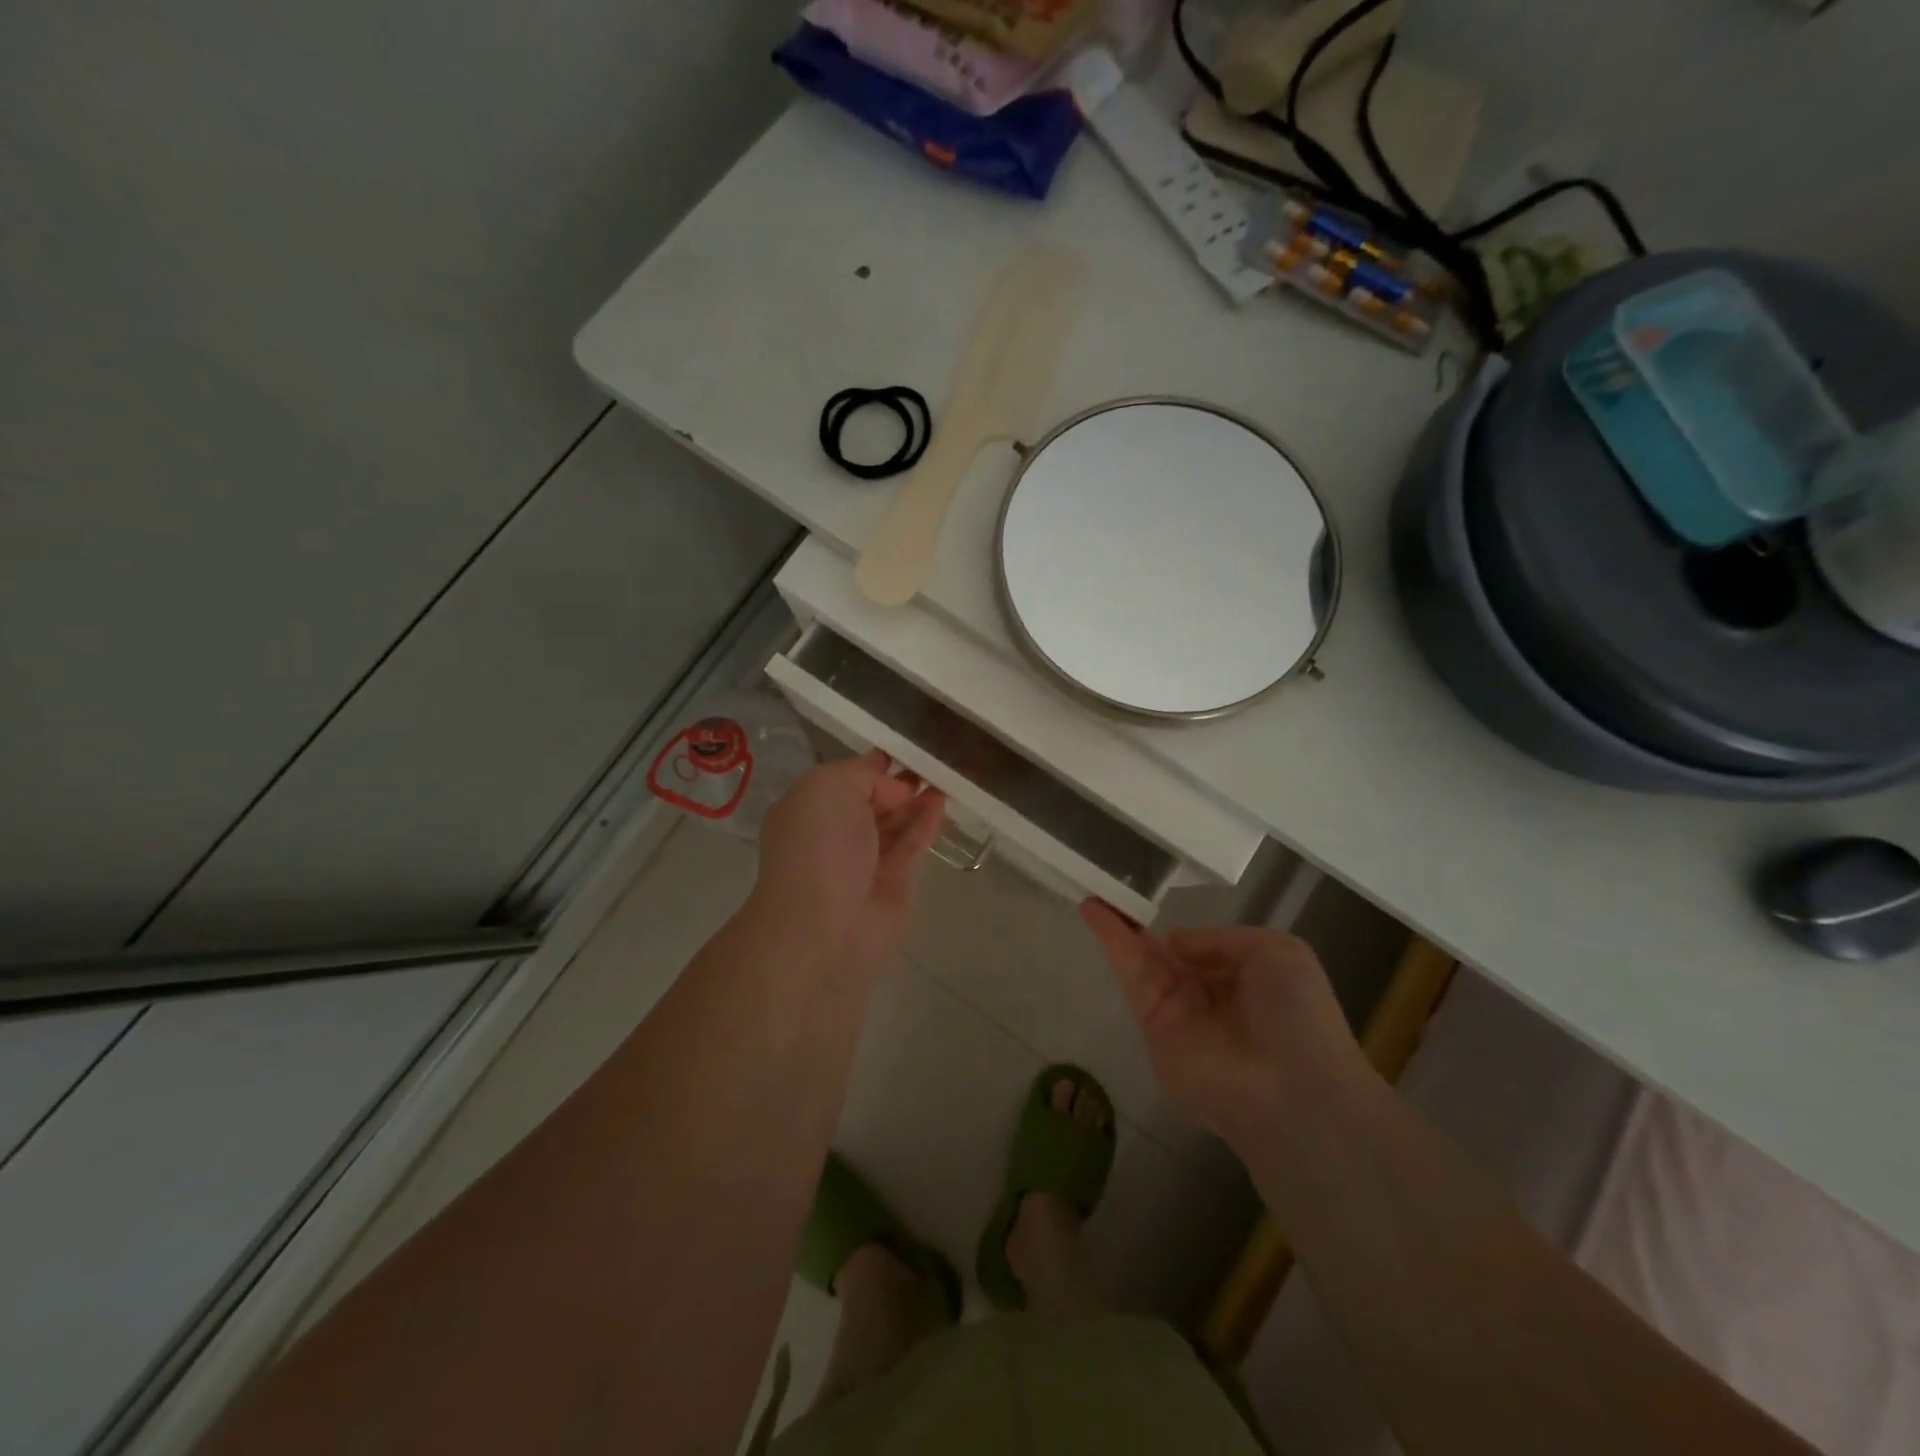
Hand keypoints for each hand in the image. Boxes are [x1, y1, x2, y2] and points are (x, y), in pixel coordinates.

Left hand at [749, 751, 946, 985]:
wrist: (825, 927)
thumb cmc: (819, 846)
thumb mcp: (828, 787)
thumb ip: (861, 773)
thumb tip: (891, 781)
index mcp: (807, 810)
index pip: (843, 781)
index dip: (870, 767)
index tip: (900, 751)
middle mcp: (832, 835)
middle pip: (870, 802)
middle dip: (896, 784)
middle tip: (929, 763)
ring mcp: (863, 862)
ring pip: (894, 824)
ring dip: (916, 801)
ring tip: (943, 778)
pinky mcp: (893, 885)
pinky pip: (912, 846)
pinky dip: (926, 823)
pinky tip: (942, 802)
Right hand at [1080, 902, 1371, 1146]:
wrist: (1288, 1088)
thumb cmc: (1296, 1015)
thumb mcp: (1277, 952)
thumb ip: (1222, 940)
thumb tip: (1175, 942)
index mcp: (1244, 983)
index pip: (1204, 953)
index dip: (1181, 933)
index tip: (1157, 905)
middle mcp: (1208, 999)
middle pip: (1166, 955)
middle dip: (1140, 927)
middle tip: (1112, 893)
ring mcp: (1177, 1014)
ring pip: (1142, 961)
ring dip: (1117, 927)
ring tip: (1093, 893)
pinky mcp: (1151, 1027)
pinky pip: (1132, 977)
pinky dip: (1112, 942)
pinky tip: (1094, 913)